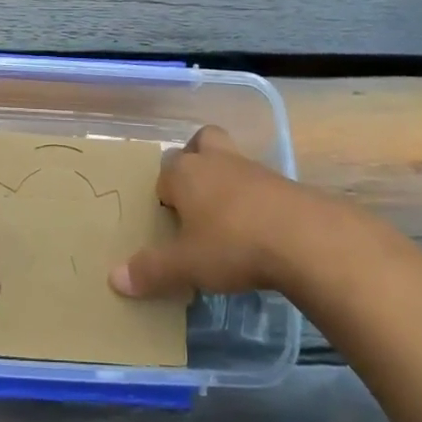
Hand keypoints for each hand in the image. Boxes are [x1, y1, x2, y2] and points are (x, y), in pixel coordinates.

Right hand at [109, 126, 323, 299]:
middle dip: (196, 160)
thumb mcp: (186, 265)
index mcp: (185, 173)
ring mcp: (254, 169)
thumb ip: (151, 271)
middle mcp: (216, 161)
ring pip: (232, 161)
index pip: (164, 173)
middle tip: (195, 195)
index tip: (169, 223)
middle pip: (201, 142)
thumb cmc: (233, 244)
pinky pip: (261, 184)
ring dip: (227, 181)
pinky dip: (256, 201)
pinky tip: (258, 231)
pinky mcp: (285, 184)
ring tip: (227, 220)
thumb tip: (114, 279)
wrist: (306, 239)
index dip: (164, 195)